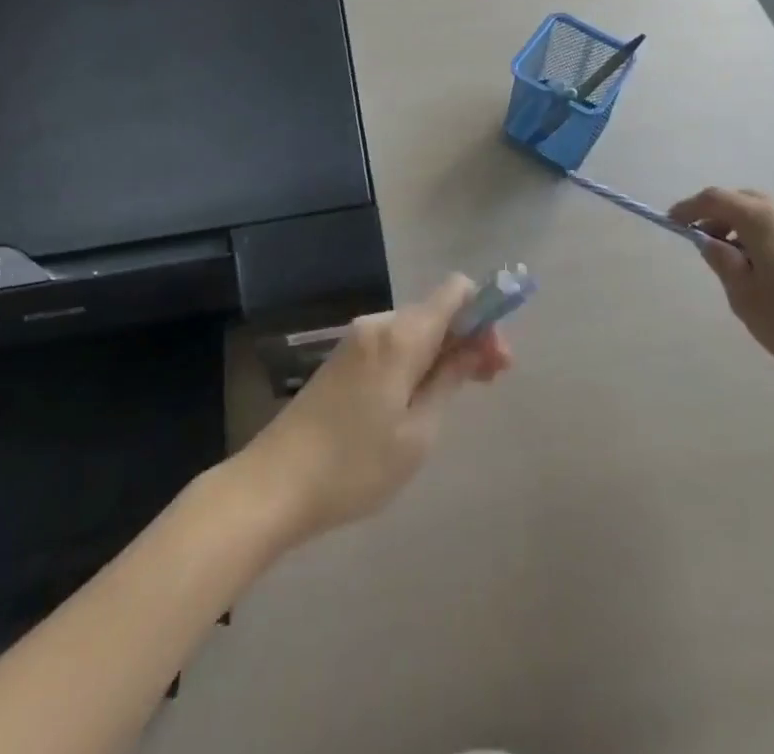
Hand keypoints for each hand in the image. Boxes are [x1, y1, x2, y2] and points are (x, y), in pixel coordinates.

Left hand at [232, 276, 513, 545]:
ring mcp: (357, 338)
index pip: (455, 291)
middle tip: (490, 381)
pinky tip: (421, 395)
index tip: (498, 357)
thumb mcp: (417, 432)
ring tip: (457, 395)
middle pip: (437, 310)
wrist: (275, 483)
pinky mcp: (344, 356)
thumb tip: (480, 344)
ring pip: (416, 328)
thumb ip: (450, 378)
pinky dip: (417, 358)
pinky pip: (394, 342)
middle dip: (469, 337)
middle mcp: (379, 323)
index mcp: (400, 335)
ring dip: (444, 350)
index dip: (485, 312)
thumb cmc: (355, 465)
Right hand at [668, 187, 773, 382]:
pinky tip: (758, 268)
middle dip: (714, 215)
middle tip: (699, 240)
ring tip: (728, 259)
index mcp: (761, 220)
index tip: (671, 223)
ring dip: (738, 226)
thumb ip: (722, 262)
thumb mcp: (743, 295)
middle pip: (740, 200)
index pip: (715, 199)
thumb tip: (710, 242)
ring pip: (762, 213)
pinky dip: (759, 236)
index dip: (689, 208)